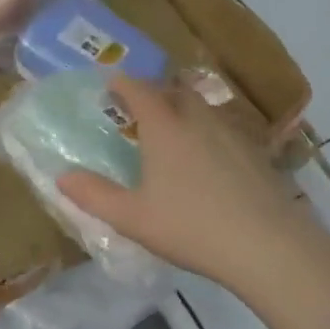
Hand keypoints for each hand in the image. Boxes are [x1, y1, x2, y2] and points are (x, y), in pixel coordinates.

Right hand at [57, 75, 327, 297]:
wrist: (267, 245)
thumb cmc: (191, 227)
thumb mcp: (133, 218)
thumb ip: (94, 195)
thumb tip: (62, 177)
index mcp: (166, 127)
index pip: (140, 89)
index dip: (123, 83)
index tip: (111, 84)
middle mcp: (199, 119)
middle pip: (175, 91)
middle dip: (155, 92)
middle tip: (140, 109)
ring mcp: (232, 133)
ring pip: (203, 109)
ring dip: (184, 110)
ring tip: (173, 132)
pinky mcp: (256, 153)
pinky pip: (224, 130)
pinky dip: (208, 133)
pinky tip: (209, 161)